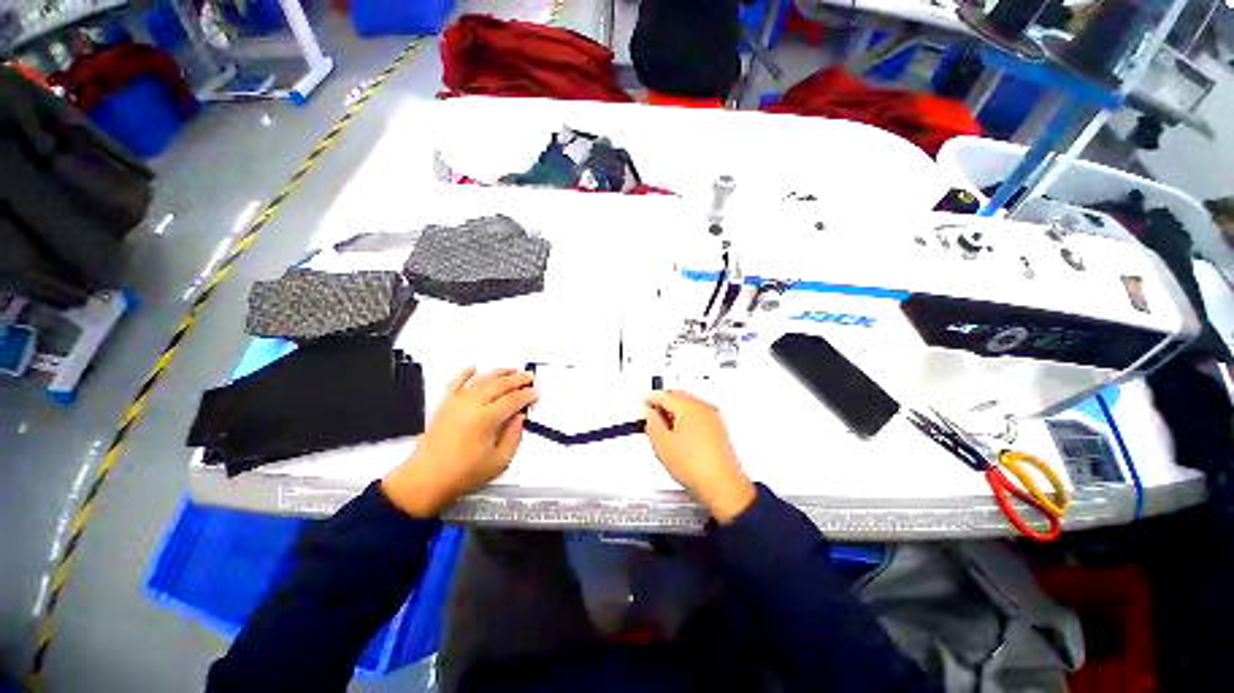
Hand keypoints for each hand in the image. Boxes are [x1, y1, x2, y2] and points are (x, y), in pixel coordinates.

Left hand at [382, 367, 537, 517]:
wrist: (425, 480)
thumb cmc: (461, 474)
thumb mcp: (498, 462)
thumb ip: (514, 437)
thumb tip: (520, 419)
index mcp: (486, 419)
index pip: (513, 400)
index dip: (527, 395)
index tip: (535, 393)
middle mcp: (471, 405)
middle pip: (499, 385)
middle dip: (517, 379)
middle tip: (528, 377)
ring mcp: (456, 403)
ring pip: (481, 379)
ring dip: (498, 372)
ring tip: (511, 370)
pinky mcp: (445, 405)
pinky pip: (456, 382)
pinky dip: (466, 373)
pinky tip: (473, 367)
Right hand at [645, 390, 755, 523]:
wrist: (722, 487)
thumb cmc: (697, 467)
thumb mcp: (662, 444)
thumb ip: (651, 424)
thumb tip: (649, 414)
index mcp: (690, 407)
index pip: (665, 395)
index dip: (651, 398)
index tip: (644, 402)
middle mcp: (704, 409)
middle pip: (679, 397)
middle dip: (664, 403)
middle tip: (651, 411)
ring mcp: (714, 419)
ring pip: (689, 406)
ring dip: (675, 411)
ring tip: (662, 425)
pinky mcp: (718, 431)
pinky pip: (698, 417)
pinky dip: (686, 420)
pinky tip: (678, 434)